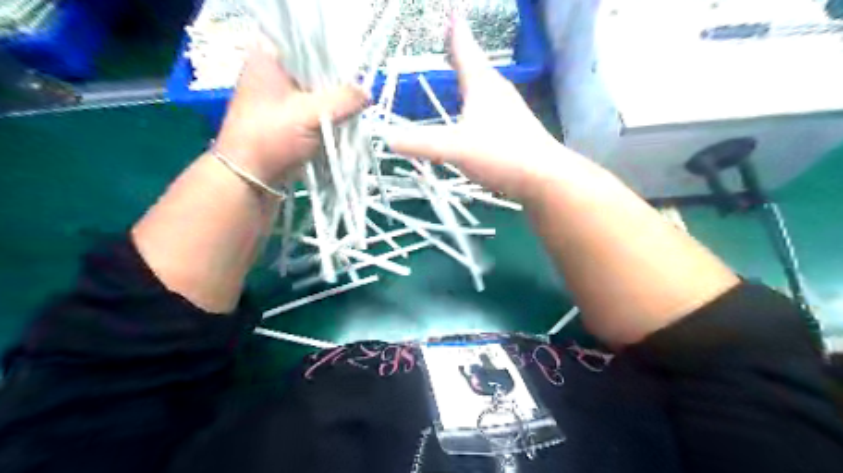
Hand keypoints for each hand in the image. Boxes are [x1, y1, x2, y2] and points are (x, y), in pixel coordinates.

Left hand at [214, 42, 369, 183]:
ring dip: (333, 105)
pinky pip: (314, 111)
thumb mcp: (310, 114)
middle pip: (315, 70)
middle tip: (356, 97)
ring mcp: (279, 97)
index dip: (333, 57)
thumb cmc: (271, 137)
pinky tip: (340, 126)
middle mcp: (272, 72)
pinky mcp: (287, 118)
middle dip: (336, 86)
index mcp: (268, 57)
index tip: (353, 75)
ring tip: (350, 114)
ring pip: (316, 93)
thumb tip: (368, 93)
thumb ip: (343, 100)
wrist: (249, 178)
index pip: (308, 45)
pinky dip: (327, 118)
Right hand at [387, 16, 564, 198]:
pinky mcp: (513, 128)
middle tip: (449, 40)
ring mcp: (508, 110)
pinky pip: (488, 106)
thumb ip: (420, 143)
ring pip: (483, 85)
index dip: (456, 31)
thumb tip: (385, 138)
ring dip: (469, 76)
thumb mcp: (454, 147)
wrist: (543, 177)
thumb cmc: (500, 154)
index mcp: (482, 84)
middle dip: (461, 51)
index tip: (451, 12)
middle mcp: (497, 90)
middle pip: (476, 64)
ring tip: (457, 73)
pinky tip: (473, 113)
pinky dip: (475, 101)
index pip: (465, 48)